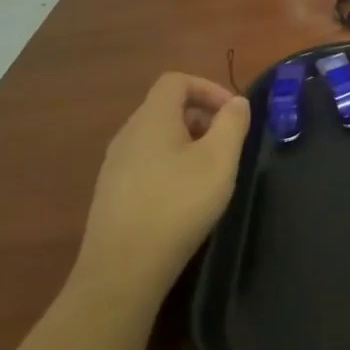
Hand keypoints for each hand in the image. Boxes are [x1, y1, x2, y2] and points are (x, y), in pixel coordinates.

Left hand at [72, 72, 250, 304]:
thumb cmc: (178, 204)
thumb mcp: (219, 160)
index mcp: (151, 119)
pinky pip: (146, 162)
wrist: (123, 269)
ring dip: (188, 143)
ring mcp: (114, 165)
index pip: (176, 81)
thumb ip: (232, 123)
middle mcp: (127, 135)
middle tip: (228, 145)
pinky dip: (170, 165)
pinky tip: (184, 198)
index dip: (209, 88)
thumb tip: (237, 103)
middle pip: (166, 107)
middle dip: (202, 117)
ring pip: (156, 137)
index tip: (233, 115)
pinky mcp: (112, 193)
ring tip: (211, 173)